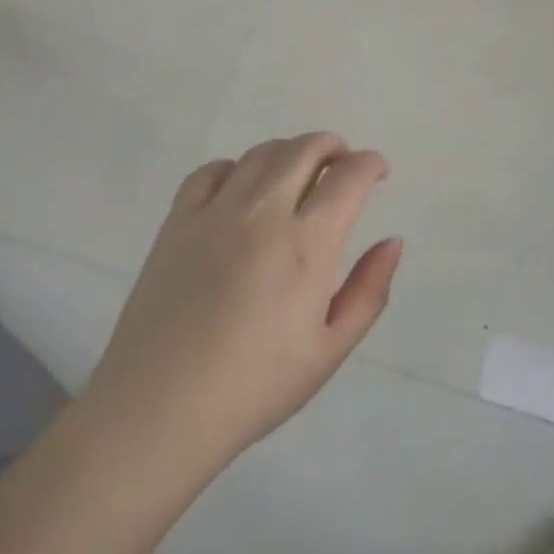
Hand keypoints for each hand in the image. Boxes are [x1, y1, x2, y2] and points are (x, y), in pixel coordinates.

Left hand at [85, 133, 401, 468]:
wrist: (160, 406)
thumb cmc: (255, 386)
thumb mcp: (330, 349)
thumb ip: (369, 289)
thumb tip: (393, 241)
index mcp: (307, 243)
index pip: (348, 177)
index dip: (370, 164)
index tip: (378, 171)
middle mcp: (263, 212)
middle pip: (305, 149)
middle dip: (334, 147)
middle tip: (343, 164)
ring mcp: (215, 211)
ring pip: (261, 153)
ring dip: (290, 152)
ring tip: (298, 173)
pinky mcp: (177, 220)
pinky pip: (211, 171)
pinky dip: (236, 167)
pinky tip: (240, 189)